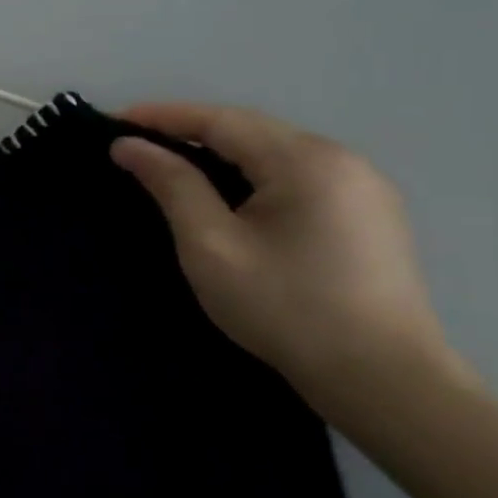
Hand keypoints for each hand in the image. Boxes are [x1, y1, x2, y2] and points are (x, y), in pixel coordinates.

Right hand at [109, 102, 473, 425]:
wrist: (384, 381)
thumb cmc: (286, 308)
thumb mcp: (212, 246)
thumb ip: (172, 185)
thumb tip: (129, 146)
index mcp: (305, 161)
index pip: (220, 120)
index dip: (163, 117)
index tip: (113, 122)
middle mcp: (341, 159)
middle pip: (250, 130)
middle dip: (190, 130)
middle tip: (136, 143)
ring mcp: (363, 186)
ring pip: (275, 152)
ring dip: (221, 151)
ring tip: (173, 164)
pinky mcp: (370, 214)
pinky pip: (298, 174)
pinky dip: (253, 172)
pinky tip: (230, 192)